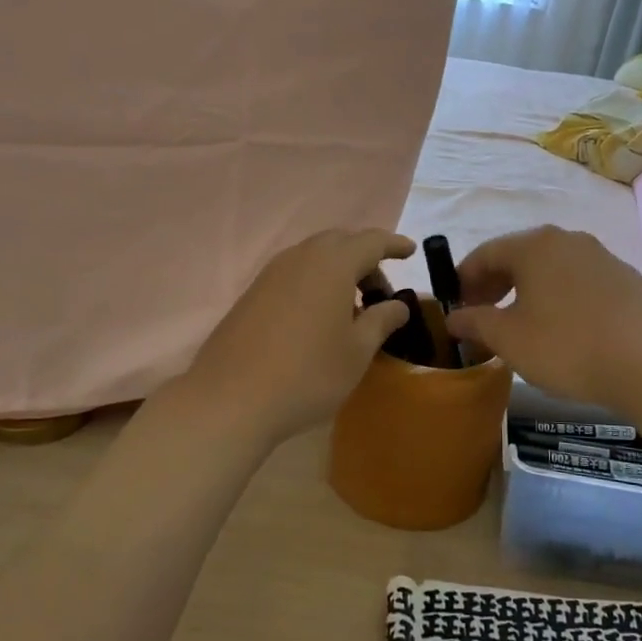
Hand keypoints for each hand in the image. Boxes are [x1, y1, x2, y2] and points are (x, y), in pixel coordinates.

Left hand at [185, 229, 414, 446]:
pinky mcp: (252, 293)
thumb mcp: (357, 352)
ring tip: (351, 306)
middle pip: (340, 242)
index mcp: (333, 264)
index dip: (394, 244)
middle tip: (380, 291)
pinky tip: (319, 317)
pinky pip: (294, 273)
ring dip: (338, 270)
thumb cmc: (308, 374)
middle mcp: (301, 258)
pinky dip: (315, 282)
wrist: (230, 399)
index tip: (411, 251)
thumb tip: (398, 306)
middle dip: (365, 258)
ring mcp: (271, 274)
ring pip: (314, 256)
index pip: (371, 241)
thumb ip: (381, 321)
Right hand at [446, 227, 641, 411]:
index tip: (455, 306)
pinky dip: (559, 297)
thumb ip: (474, 323)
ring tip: (520, 323)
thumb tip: (455, 318)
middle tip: (482, 315)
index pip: (486, 253)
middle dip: (495, 284)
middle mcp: (567, 239)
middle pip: (519, 256)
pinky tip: (562, 328)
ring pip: (551, 268)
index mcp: (534, 245)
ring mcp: (600, 256)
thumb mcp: (508, 338)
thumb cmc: (565, 346)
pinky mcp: (624, 279)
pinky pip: (578, 282)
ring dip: (527, 291)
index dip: (464, 279)